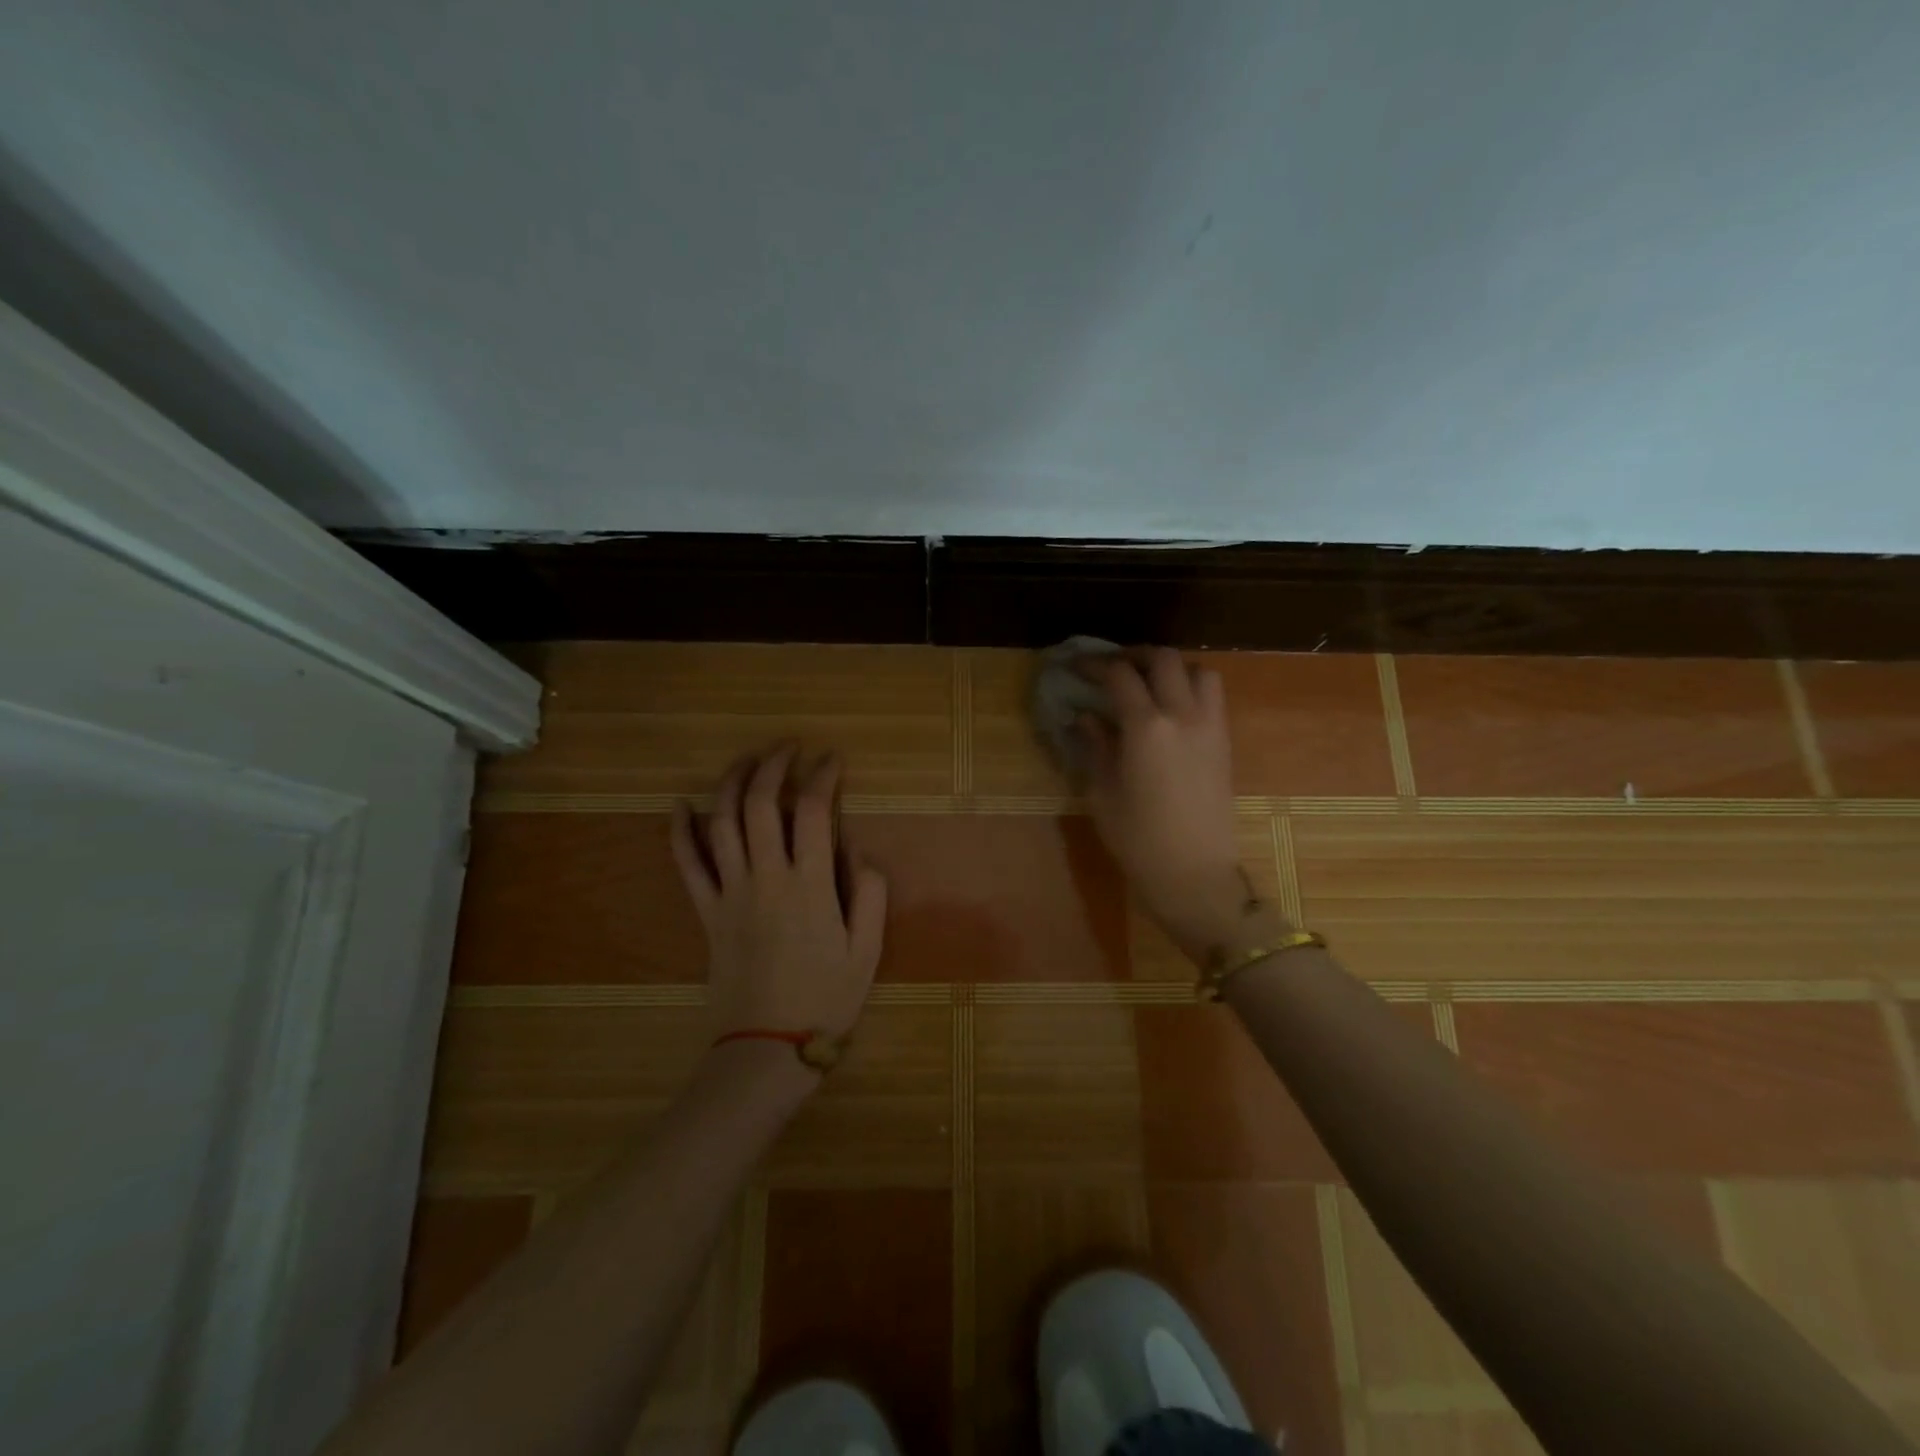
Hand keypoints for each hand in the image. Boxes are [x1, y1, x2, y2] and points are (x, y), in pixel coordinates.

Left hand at [670, 745, 888, 1060]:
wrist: (767, 1047)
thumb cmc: (825, 999)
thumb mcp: (867, 951)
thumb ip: (869, 893)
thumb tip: (858, 848)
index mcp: (810, 885)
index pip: (813, 811)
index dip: (822, 776)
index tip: (832, 759)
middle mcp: (766, 877)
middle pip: (761, 804)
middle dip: (773, 765)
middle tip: (788, 747)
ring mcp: (730, 893)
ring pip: (722, 823)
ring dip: (731, 783)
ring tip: (746, 759)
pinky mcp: (706, 912)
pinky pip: (687, 865)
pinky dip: (680, 832)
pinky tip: (679, 805)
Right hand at [1080, 650, 1288, 965]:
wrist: (1194, 874)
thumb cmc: (1138, 838)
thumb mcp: (1102, 792)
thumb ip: (1095, 746)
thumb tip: (1084, 717)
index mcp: (1146, 726)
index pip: (1120, 675)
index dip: (1094, 664)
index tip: (1075, 666)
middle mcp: (1183, 715)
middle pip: (1164, 659)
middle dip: (1134, 656)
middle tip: (1112, 669)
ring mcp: (1210, 727)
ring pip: (1199, 671)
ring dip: (1172, 669)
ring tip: (1149, 685)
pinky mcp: (1224, 743)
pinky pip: (1213, 698)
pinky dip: (1191, 689)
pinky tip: (1170, 711)